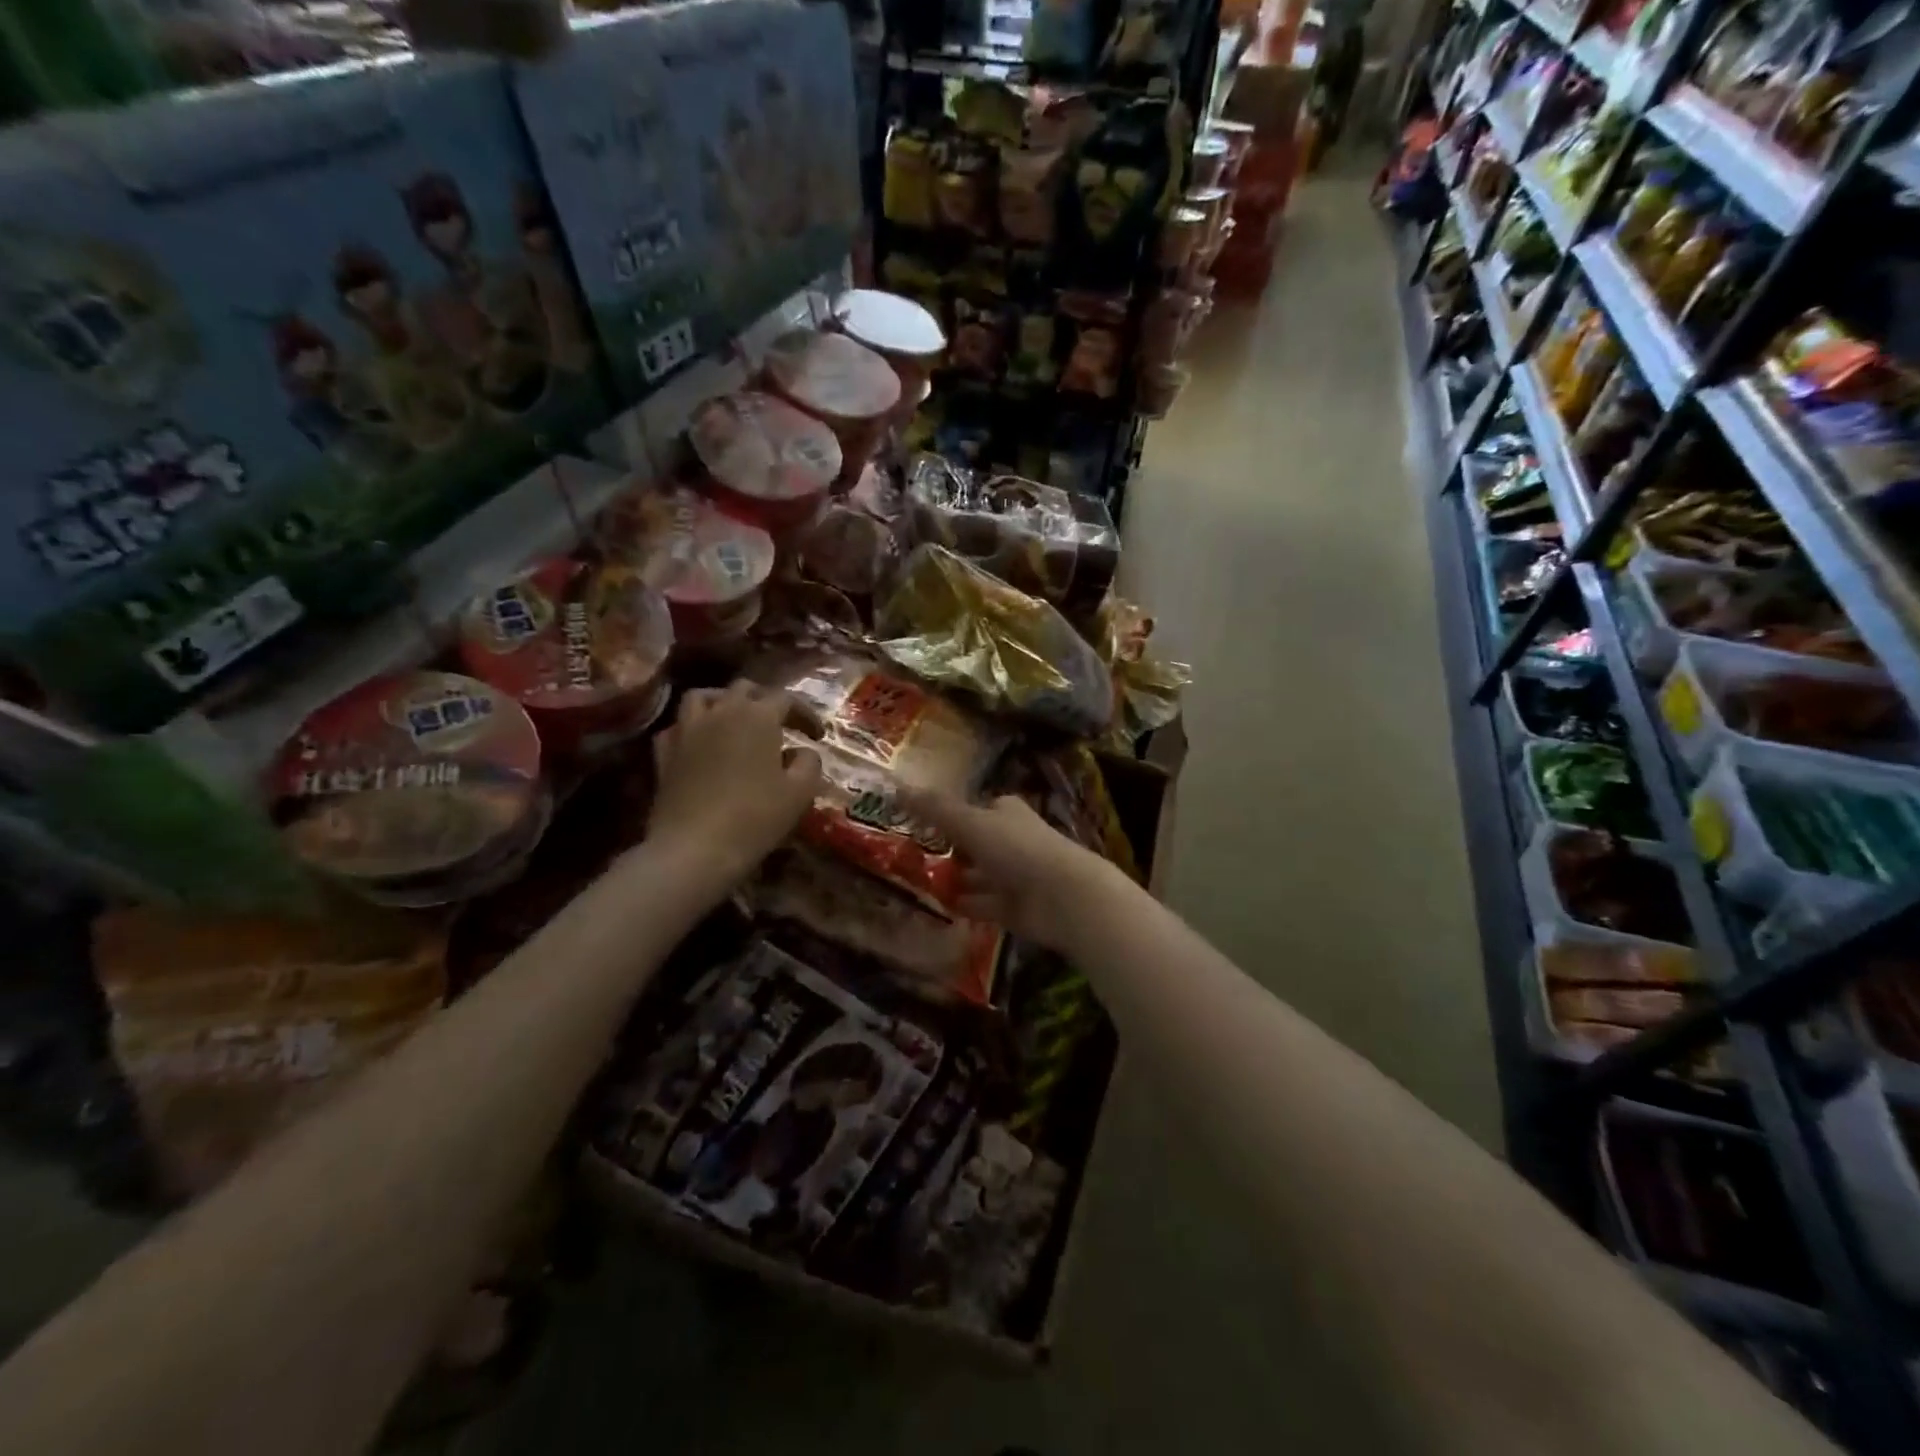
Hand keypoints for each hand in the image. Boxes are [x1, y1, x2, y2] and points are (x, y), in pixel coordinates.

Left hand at [646, 682, 822, 888]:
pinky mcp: (664, 752)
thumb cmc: (755, 817)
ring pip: (703, 697)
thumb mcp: (800, 792)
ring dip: (723, 702)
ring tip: (734, 720)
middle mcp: (721, 711)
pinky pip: (677, 726)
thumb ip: (809, 763)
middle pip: (744, 689)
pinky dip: (691, 728)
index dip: (805, 714)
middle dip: (765, 701)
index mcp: (758, 716)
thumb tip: (803, 752)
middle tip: (779, 724)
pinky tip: (700, 744)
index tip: (817, 736)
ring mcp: (687, 729)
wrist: (695, 848)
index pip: (787, 699)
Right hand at [902, 791, 1125, 952]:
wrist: (1063, 897)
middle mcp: (1013, 840)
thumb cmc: (1017, 849)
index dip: (952, 814)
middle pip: (977, 843)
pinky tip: (939, 907)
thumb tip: (898, 786)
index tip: (920, 822)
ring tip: (917, 882)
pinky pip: (983, 904)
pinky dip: (964, 904)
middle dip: (950, 849)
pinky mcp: (1015, 907)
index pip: (977, 808)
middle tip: (910, 856)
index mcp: (1006, 813)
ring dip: (955, 879)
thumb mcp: (971, 823)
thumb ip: (935, 809)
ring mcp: (1016, 876)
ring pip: (978, 875)